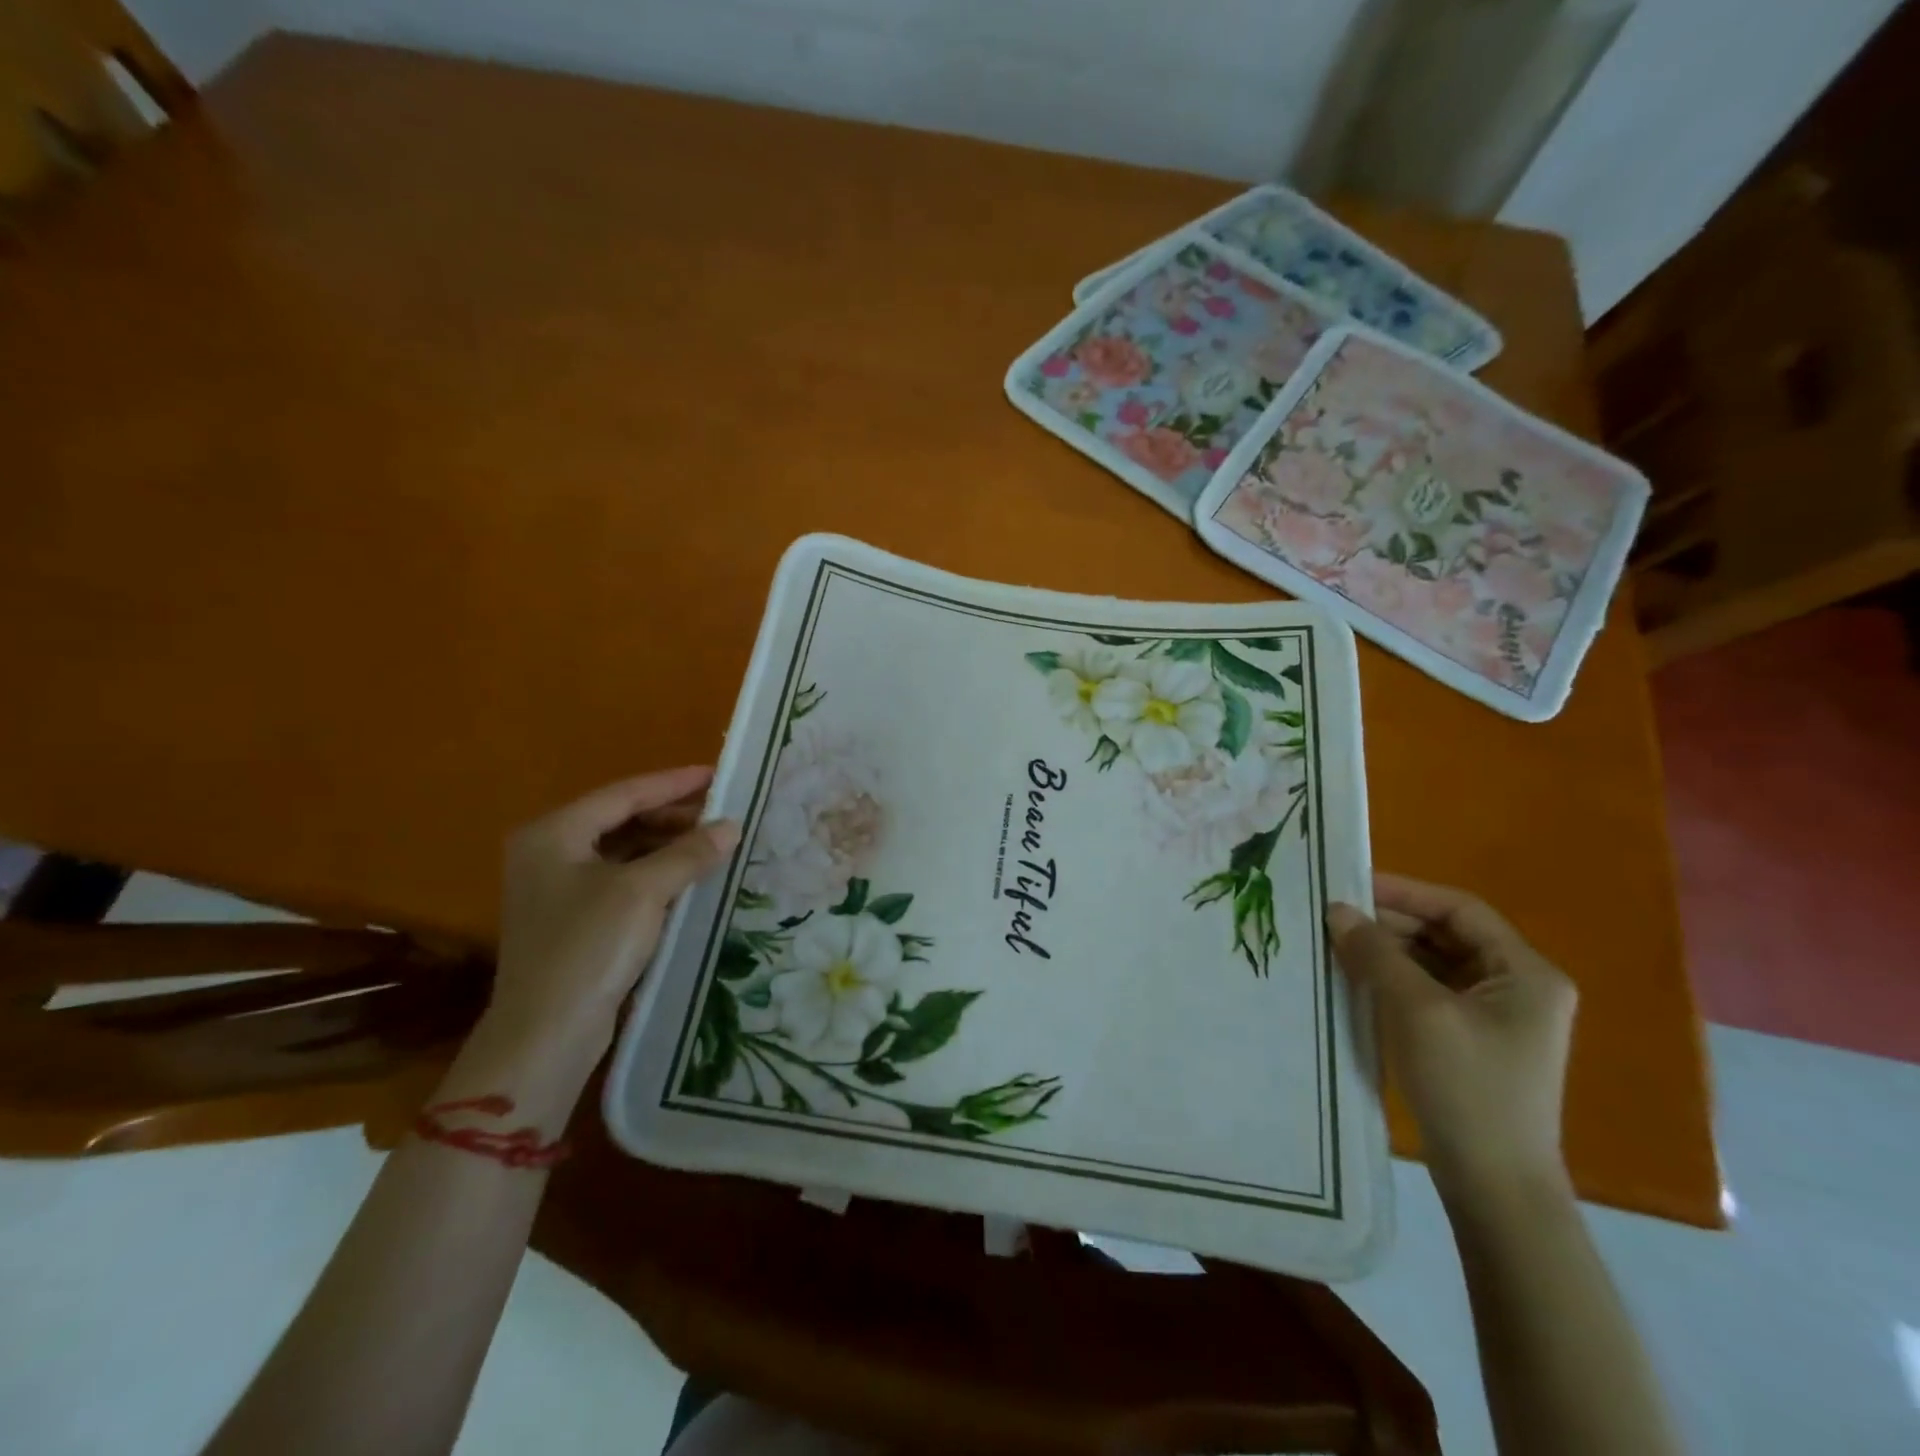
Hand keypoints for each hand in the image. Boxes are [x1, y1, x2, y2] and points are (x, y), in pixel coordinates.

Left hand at [484, 767, 739, 1071]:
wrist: (546, 1034)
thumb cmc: (589, 948)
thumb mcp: (643, 891)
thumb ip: (689, 853)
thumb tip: (732, 825)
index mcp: (553, 833)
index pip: (623, 793)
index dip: (673, 783)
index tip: (717, 775)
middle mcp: (549, 852)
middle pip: (621, 819)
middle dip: (673, 816)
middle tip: (721, 813)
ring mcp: (558, 888)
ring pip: (623, 850)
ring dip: (668, 845)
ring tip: (714, 842)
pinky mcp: (573, 920)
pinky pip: (622, 879)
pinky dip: (656, 872)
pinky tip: (689, 877)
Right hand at [1327, 874, 1576, 1201]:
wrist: (1494, 1184)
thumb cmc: (1466, 1087)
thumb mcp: (1416, 1011)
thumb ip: (1376, 953)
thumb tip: (1338, 910)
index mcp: (1525, 973)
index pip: (1460, 910)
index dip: (1405, 892)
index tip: (1352, 887)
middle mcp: (1518, 988)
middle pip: (1448, 934)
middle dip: (1391, 923)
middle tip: (1336, 918)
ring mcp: (1497, 1017)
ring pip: (1435, 963)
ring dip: (1388, 951)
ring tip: (1338, 945)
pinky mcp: (1473, 1041)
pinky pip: (1430, 992)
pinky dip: (1394, 980)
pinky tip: (1357, 980)